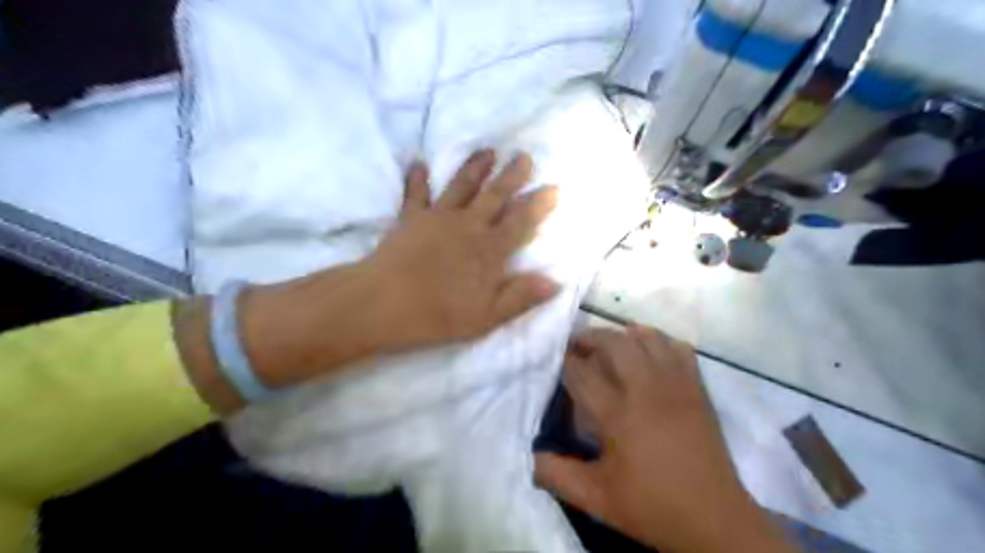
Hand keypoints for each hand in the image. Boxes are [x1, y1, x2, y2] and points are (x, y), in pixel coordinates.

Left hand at [365, 149, 562, 350]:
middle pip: (495, 196)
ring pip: (462, 186)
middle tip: (523, 156)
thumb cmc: (437, 315)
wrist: (383, 305)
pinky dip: (417, 178)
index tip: (553, 187)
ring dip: (475, 167)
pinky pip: (415, 193)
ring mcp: (438, 218)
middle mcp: (468, 227)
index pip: (520, 223)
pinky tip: (419, 164)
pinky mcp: (411, 218)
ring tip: (488, 151)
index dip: (538, 206)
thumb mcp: (486, 317)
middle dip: (511, 176)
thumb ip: (520, 297)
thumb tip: (555, 282)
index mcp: (488, 251)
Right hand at [537, 327, 794, 550]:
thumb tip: (528, 454)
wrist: (715, 520)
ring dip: (625, 334)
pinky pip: (679, 348)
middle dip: (591, 336)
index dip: (565, 361)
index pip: (582, 372)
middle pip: (615, 343)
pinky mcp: (697, 389)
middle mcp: (646, 390)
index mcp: (618, 415)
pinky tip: (651, 351)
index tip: (556, 357)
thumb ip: (556, 475)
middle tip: (578, 345)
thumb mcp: (596, 499)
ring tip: (611, 344)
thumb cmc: (652, 506)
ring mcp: (676, 386)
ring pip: (649, 338)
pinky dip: (661, 341)